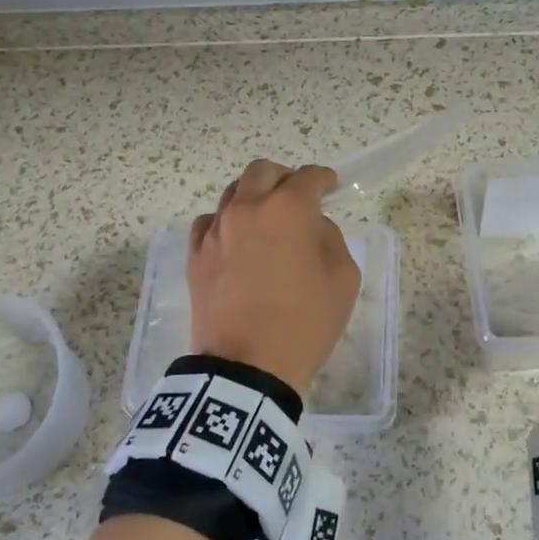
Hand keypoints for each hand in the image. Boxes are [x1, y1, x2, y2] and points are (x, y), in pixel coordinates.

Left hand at [188, 160, 360, 396]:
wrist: (247, 368)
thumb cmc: (304, 324)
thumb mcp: (343, 280)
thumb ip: (330, 239)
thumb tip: (311, 227)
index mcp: (288, 210)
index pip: (309, 177)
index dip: (324, 179)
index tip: (331, 187)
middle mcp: (247, 209)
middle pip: (263, 172)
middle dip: (284, 178)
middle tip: (297, 198)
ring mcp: (216, 230)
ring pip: (232, 192)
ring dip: (254, 197)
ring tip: (266, 221)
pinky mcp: (195, 255)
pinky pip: (209, 222)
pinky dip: (226, 223)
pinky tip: (236, 242)